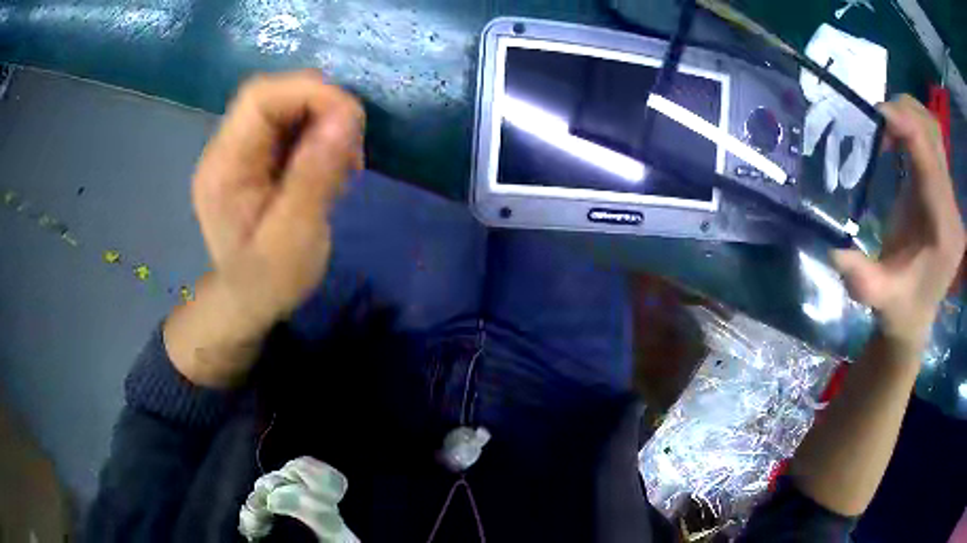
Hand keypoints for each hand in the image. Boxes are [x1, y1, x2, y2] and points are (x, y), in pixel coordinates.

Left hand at [165, 71, 364, 386]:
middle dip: (321, 106)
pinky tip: (330, 165)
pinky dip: (318, 134)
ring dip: (323, 121)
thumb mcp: (295, 237)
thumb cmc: (267, 282)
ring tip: (344, 162)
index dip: (310, 93)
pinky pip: (289, 125)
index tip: (351, 123)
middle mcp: (224, 149)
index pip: (260, 97)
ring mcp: (238, 151)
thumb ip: (315, 175)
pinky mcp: (254, 157)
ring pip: (285, 106)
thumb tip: (346, 115)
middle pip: (273, 95)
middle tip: (352, 147)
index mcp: (223, 167)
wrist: (247, 305)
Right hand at [832, 95, 964, 356]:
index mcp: (944, 231)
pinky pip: (928, 138)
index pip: (931, 161)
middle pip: (933, 133)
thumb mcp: (880, 303)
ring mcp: (947, 195)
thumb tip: (835, 251)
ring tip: (882, 129)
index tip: (875, 115)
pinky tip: (893, 139)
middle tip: (874, 123)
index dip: (907, 128)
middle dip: (904, 113)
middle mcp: (950, 207)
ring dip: (907, 115)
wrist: (915, 316)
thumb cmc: (901, 311)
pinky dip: (910, 126)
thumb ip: (863, 281)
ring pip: (932, 129)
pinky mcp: (939, 187)